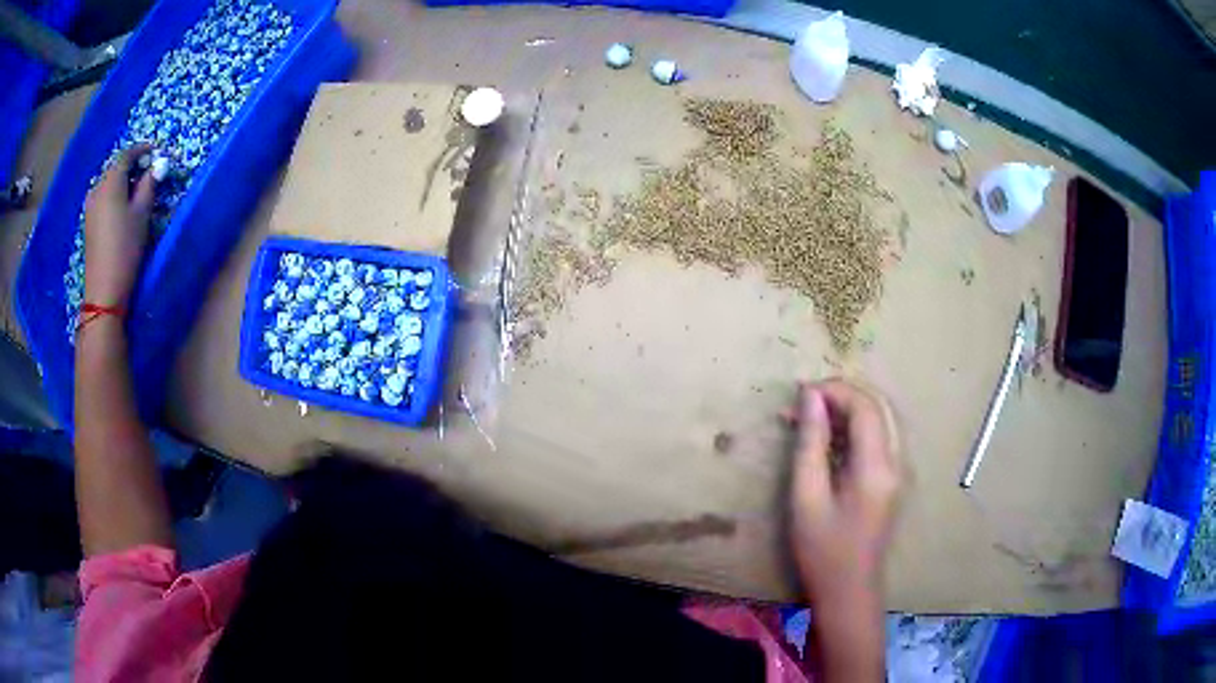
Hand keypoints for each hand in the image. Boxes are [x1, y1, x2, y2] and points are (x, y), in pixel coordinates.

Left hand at [83, 144, 155, 308]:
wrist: (104, 289)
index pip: (127, 154)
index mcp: (111, 181)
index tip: (155, 152)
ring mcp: (90, 206)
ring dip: (123, 182)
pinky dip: (115, 194)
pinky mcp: (89, 221)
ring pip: (109, 183)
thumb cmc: (125, 248)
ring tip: (137, 192)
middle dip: (132, 166)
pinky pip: (103, 197)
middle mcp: (97, 187)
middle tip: (148, 173)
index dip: (142, 150)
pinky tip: (123, 207)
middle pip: (116, 168)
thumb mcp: (142, 213)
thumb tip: (156, 167)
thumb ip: (149, 184)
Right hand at [788, 379, 901, 603]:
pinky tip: (827, 439)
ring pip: (881, 419)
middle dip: (842, 394)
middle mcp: (896, 461)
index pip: (864, 406)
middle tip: (805, 400)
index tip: (799, 392)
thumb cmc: (822, 550)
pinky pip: (879, 437)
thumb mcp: (806, 497)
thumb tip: (809, 397)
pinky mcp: (892, 479)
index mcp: (877, 466)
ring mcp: (898, 470)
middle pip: (878, 406)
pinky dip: (854, 427)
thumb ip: (810, 443)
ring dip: (848, 409)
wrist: (848, 591)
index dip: (834, 390)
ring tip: (810, 416)